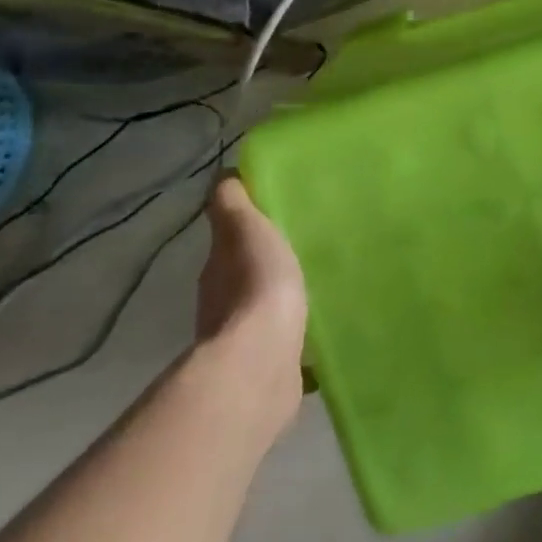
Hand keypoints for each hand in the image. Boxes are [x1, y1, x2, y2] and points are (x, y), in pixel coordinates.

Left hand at [194, 176, 308, 431]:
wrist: (261, 362)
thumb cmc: (255, 286)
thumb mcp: (245, 230)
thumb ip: (233, 204)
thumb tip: (223, 175)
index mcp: (218, 269)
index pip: (231, 241)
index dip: (250, 228)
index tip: (282, 217)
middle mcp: (222, 305)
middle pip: (246, 276)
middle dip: (270, 265)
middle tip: (308, 249)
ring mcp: (244, 340)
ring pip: (265, 310)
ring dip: (284, 301)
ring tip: (319, 288)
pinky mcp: (270, 366)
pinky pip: (287, 343)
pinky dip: (298, 336)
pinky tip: (322, 330)